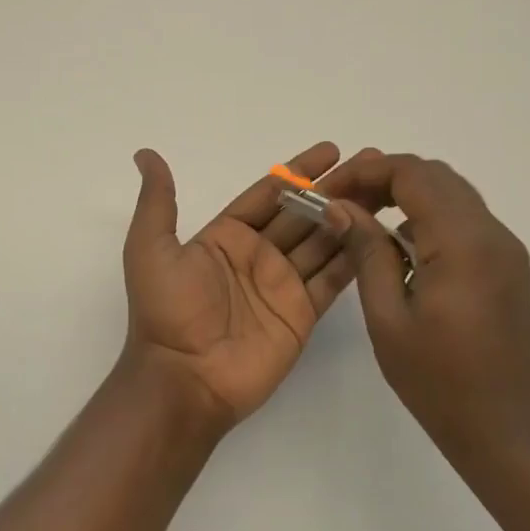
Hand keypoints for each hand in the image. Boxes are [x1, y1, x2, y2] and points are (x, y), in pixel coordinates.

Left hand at [120, 141, 388, 434]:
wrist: (184, 379)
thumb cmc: (166, 312)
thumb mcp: (150, 248)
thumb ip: (157, 201)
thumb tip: (144, 153)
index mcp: (226, 236)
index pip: (269, 193)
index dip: (298, 171)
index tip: (331, 150)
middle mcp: (258, 256)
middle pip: (303, 213)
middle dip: (334, 189)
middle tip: (372, 163)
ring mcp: (283, 285)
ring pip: (324, 241)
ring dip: (350, 216)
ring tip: (384, 190)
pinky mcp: (302, 313)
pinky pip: (333, 279)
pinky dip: (354, 258)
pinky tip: (378, 234)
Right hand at [328, 155, 529, 451]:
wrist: (508, 430)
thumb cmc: (440, 382)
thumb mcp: (388, 318)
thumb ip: (367, 252)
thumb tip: (340, 207)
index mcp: (462, 242)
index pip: (412, 174)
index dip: (365, 172)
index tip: (329, 193)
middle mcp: (492, 233)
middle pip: (435, 176)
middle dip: (384, 178)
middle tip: (342, 204)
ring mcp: (506, 249)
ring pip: (452, 195)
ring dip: (406, 196)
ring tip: (363, 221)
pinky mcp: (508, 267)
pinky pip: (465, 222)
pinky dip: (428, 218)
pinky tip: (400, 250)